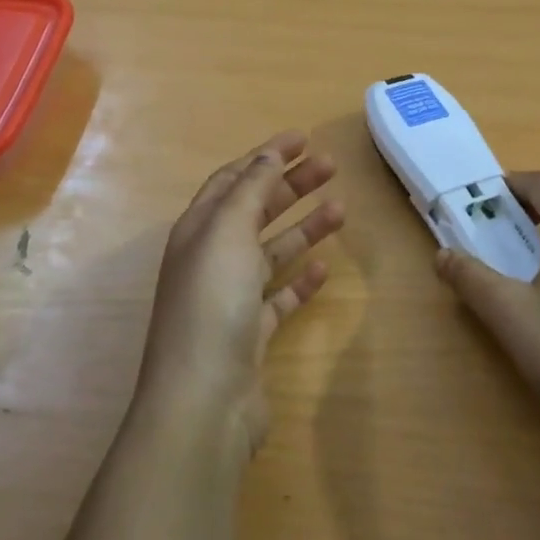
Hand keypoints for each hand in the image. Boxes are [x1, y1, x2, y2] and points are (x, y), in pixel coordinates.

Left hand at [135, 132, 343, 453]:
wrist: (203, 401)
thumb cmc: (212, 303)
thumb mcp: (228, 232)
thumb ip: (249, 190)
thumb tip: (266, 155)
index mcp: (198, 230)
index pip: (234, 179)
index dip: (266, 155)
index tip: (303, 138)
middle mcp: (211, 259)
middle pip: (255, 210)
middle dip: (290, 184)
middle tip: (331, 165)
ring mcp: (230, 299)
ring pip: (271, 251)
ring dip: (303, 227)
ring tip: (341, 209)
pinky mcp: (250, 334)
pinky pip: (279, 297)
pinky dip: (300, 280)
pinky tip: (324, 269)